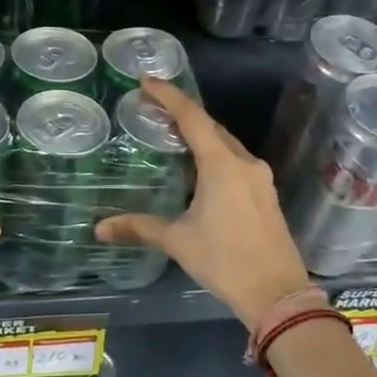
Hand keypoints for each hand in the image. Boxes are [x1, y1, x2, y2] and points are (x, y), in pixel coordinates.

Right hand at [95, 77, 309, 331]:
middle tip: (154, 109)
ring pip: (226, 145)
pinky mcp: (265, 196)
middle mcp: (244, 163)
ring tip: (172, 137)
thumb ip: (139, 228)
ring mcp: (259, 179)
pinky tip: (198, 171)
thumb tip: (99, 228)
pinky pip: (236, 163)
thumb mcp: (178, 241)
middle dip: (183, 115)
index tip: (147, 81)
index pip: (192, 117)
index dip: (169, 96)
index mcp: (222, 164)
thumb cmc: (225, 260)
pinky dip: (214, 157)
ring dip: (201, 137)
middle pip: (211, 128)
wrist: (277, 295)